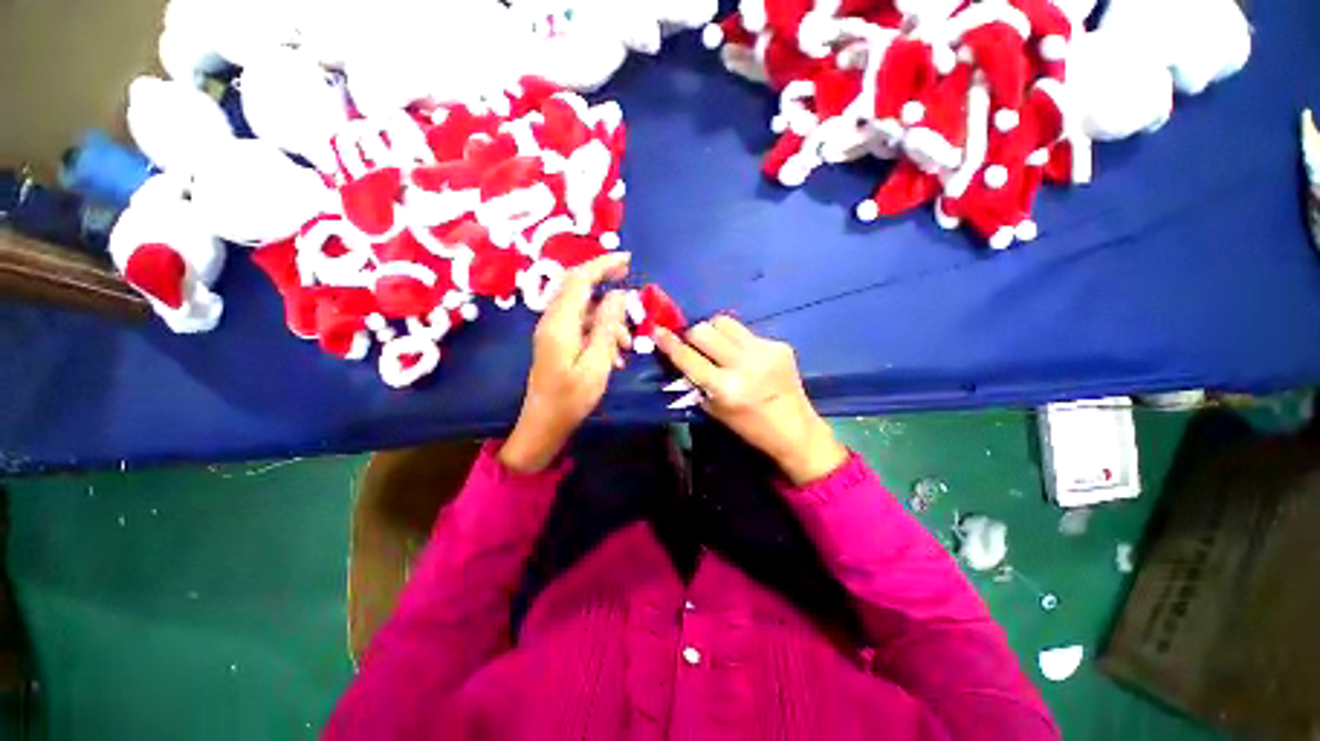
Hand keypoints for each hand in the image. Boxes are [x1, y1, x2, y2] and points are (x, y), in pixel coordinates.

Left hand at [500, 253, 632, 473]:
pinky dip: (602, 333)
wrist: (543, 425)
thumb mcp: (597, 365)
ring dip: (609, 319)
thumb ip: (607, 328)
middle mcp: (553, 320)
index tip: (627, 259)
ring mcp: (554, 331)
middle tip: (631, 287)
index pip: (579, 280)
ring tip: (627, 346)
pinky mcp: (558, 341)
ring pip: (585, 309)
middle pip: (579, 288)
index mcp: (560, 323)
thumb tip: (617, 295)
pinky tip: (615, 356)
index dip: (602, 264)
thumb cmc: (570, 399)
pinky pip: (583, 326)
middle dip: (606, 283)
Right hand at [655, 316, 847, 485]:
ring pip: (724, 322)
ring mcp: (764, 351)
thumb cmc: (749, 426)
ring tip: (719, 347)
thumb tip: (681, 355)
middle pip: (704, 330)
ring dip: (714, 332)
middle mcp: (744, 365)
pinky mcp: (779, 345)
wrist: (795, 429)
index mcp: (725, 388)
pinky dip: (737, 341)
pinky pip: (746, 332)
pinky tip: (746, 357)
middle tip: (695, 346)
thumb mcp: (714, 410)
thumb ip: (696, 381)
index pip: (688, 357)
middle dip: (693, 336)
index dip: (668, 342)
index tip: (656, 330)